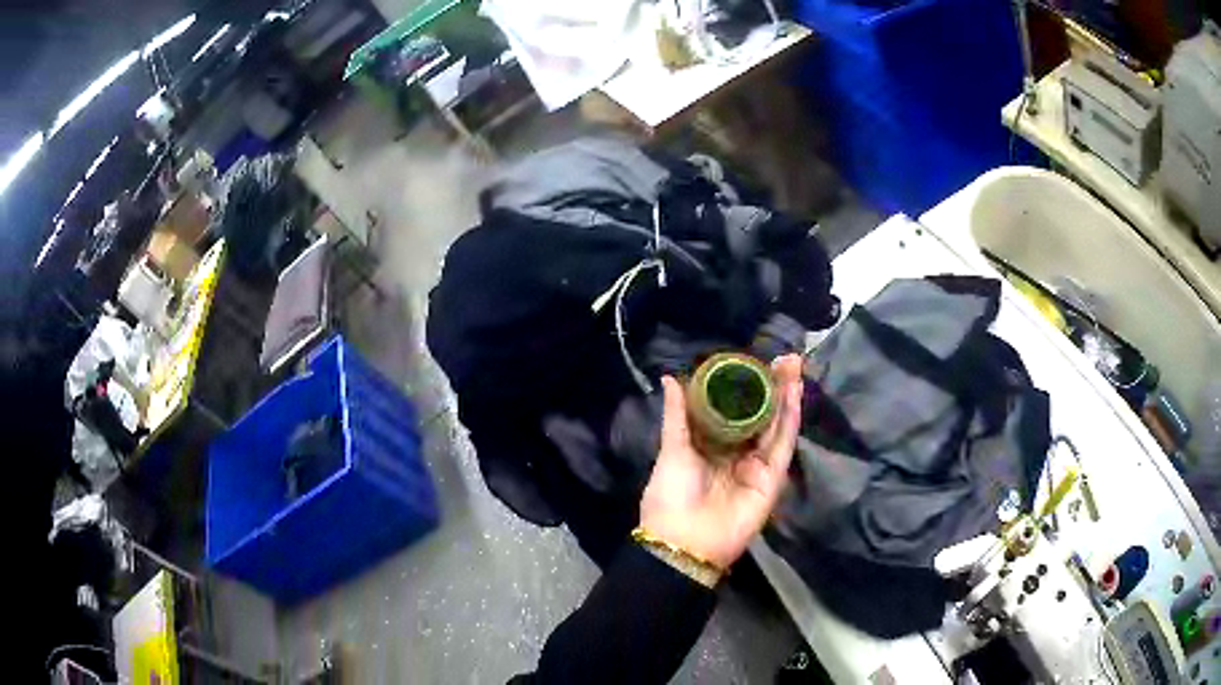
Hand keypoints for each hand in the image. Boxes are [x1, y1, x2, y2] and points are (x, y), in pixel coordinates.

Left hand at [639, 354, 803, 568]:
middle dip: (773, 387)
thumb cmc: (671, 493)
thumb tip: (670, 377)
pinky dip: (791, 420)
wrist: (684, 540)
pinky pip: (783, 445)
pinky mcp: (772, 478)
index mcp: (712, 445)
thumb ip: (677, 414)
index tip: (756, 360)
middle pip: (761, 414)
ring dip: (787, 396)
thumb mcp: (672, 448)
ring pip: (776, 425)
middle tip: (784, 357)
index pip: (735, 410)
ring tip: (794, 366)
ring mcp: (757, 465)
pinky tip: (795, 394)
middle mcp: (738, 452)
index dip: (747, 386)